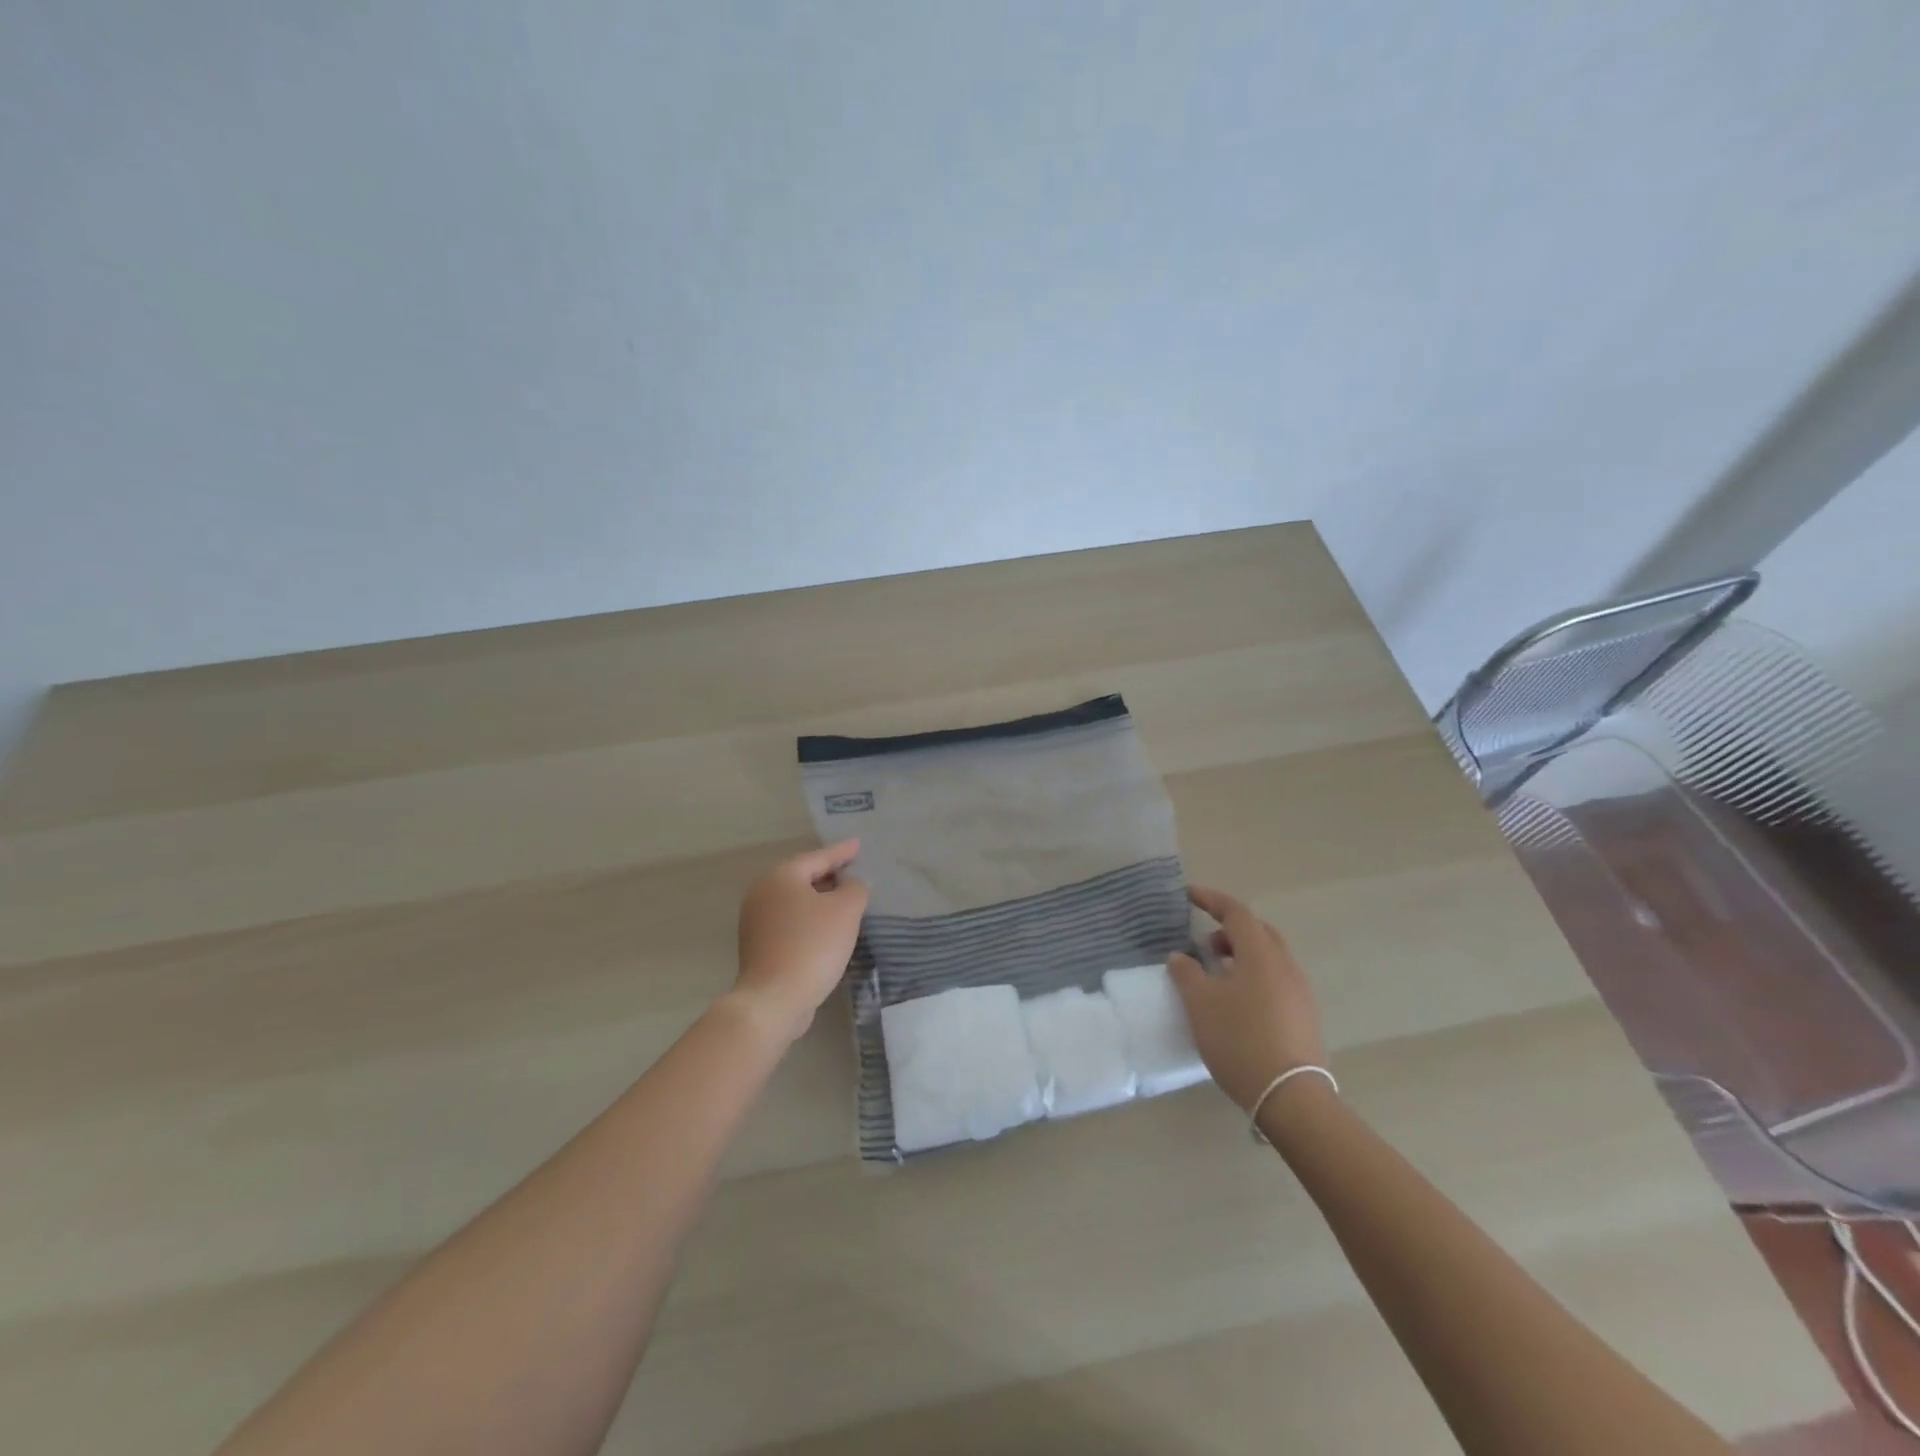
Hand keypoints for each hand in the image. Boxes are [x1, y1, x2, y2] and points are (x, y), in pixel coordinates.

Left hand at [732, 840, 869, 1043]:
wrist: (774, 999)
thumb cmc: (812, 946)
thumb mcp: (845, 911)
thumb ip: (855, 889)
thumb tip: (853, 883)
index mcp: (781, 876)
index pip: (819, 857)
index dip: (842, 852)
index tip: (859, 845)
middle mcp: (763, 892)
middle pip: (803, 876)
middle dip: (829, 874)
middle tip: (854, 870)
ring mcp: (756, 920)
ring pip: (795, 900)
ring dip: (820, 898)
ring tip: (844, 899)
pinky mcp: (758, 945)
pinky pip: (790, 921)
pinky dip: (809, 919)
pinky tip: (826, 928)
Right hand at [1168, 885, 1326, 1110]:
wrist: (1290, 1096)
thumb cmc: (1240, 1039)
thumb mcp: (1200, 1004)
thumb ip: (1187, 973)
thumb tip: (1180, 956)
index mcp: (1261, 954)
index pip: (1236, 912)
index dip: (1211, 899)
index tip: (1188, 895)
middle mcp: (1285, 965)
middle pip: (1258, 931)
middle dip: (1229, 929)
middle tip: (1204, 943)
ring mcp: (1299, 992)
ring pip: (1268, 957)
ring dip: (1241, 955)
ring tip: (1216, 974)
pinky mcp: (1303, 1016)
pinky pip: (1275, 980)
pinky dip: (1253, 976)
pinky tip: (1236, 1002)